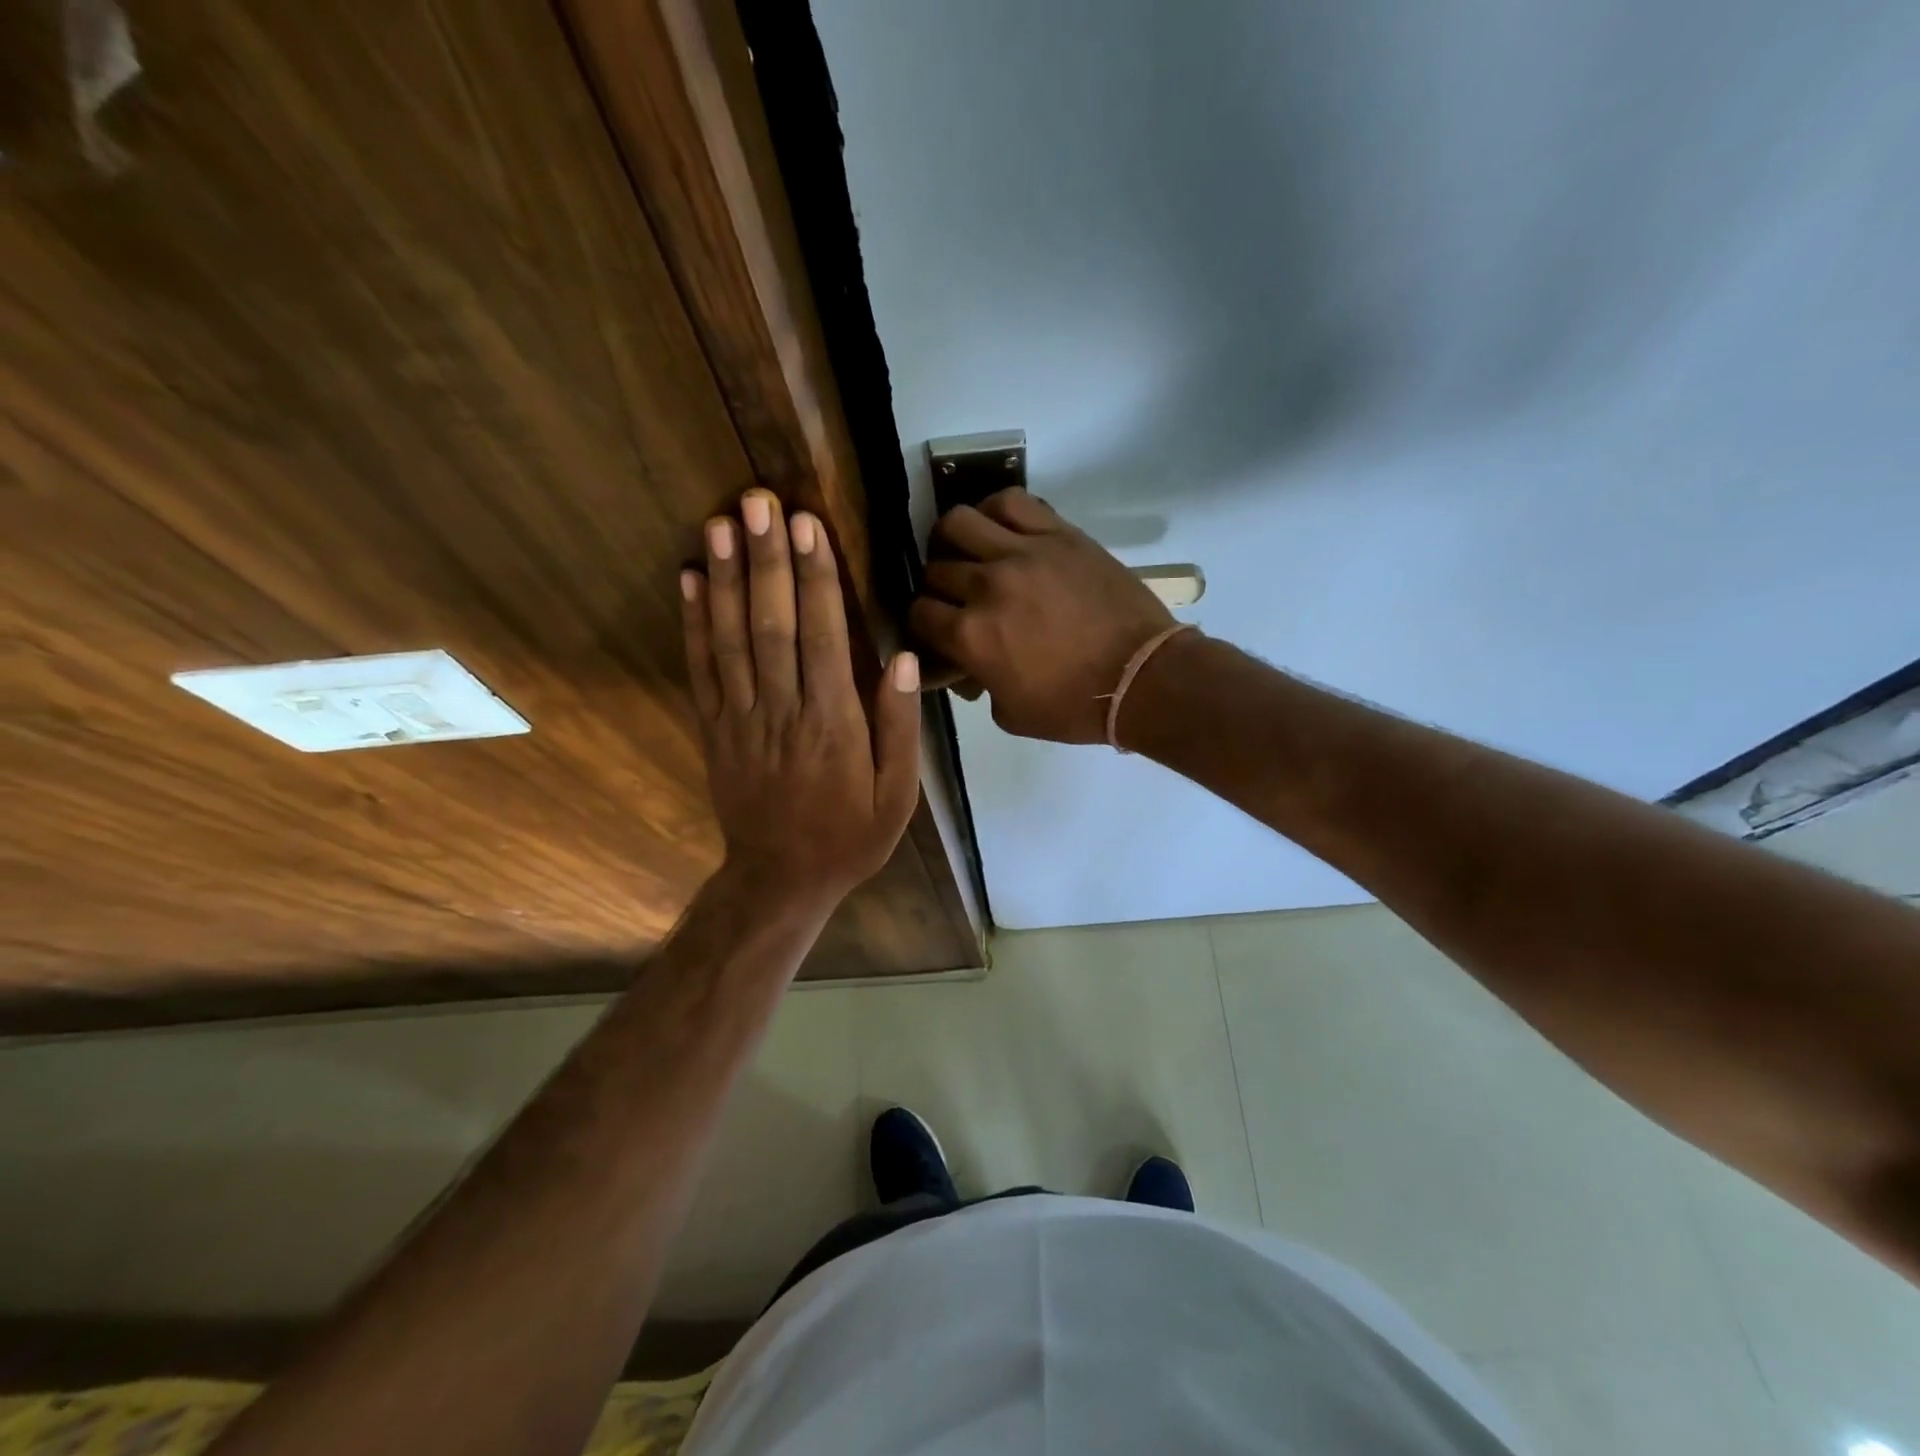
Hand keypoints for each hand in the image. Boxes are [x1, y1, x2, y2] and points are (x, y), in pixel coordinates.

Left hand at [681, 490, 921, 907]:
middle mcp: (783, 712)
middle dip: (766, 560)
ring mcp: (740, 719)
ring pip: (730, 639)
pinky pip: (700, 670)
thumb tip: (901, 659)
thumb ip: (899, 727)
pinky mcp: (714, 730)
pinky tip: (689, 580)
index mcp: (833, 725)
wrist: (781, 879)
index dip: (814, 579)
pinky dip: (693, 623)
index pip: (822, 638)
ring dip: (725, 578)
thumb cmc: (850, 836)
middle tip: (757, 501)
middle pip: (771, 625)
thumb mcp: (897, 795)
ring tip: (720, 523)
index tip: (806, 526)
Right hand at [909, 489, 1174, 742]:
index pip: (919, 613)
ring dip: (953, 539)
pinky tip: (998, 527)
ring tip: (967, 551)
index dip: (922, 623)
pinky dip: (994, 510)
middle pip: (935, 569)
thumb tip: (967, 664)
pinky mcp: (1058, 534)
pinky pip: (1011, 502)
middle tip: (956, 597)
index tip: (936, 629)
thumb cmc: (1074, 706)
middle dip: (937, 587)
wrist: (1141, 677)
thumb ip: (977, 683)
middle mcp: (987, 586)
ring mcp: (1023, 553)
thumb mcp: (1009, 714)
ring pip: (959, 521)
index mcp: (971, 635)